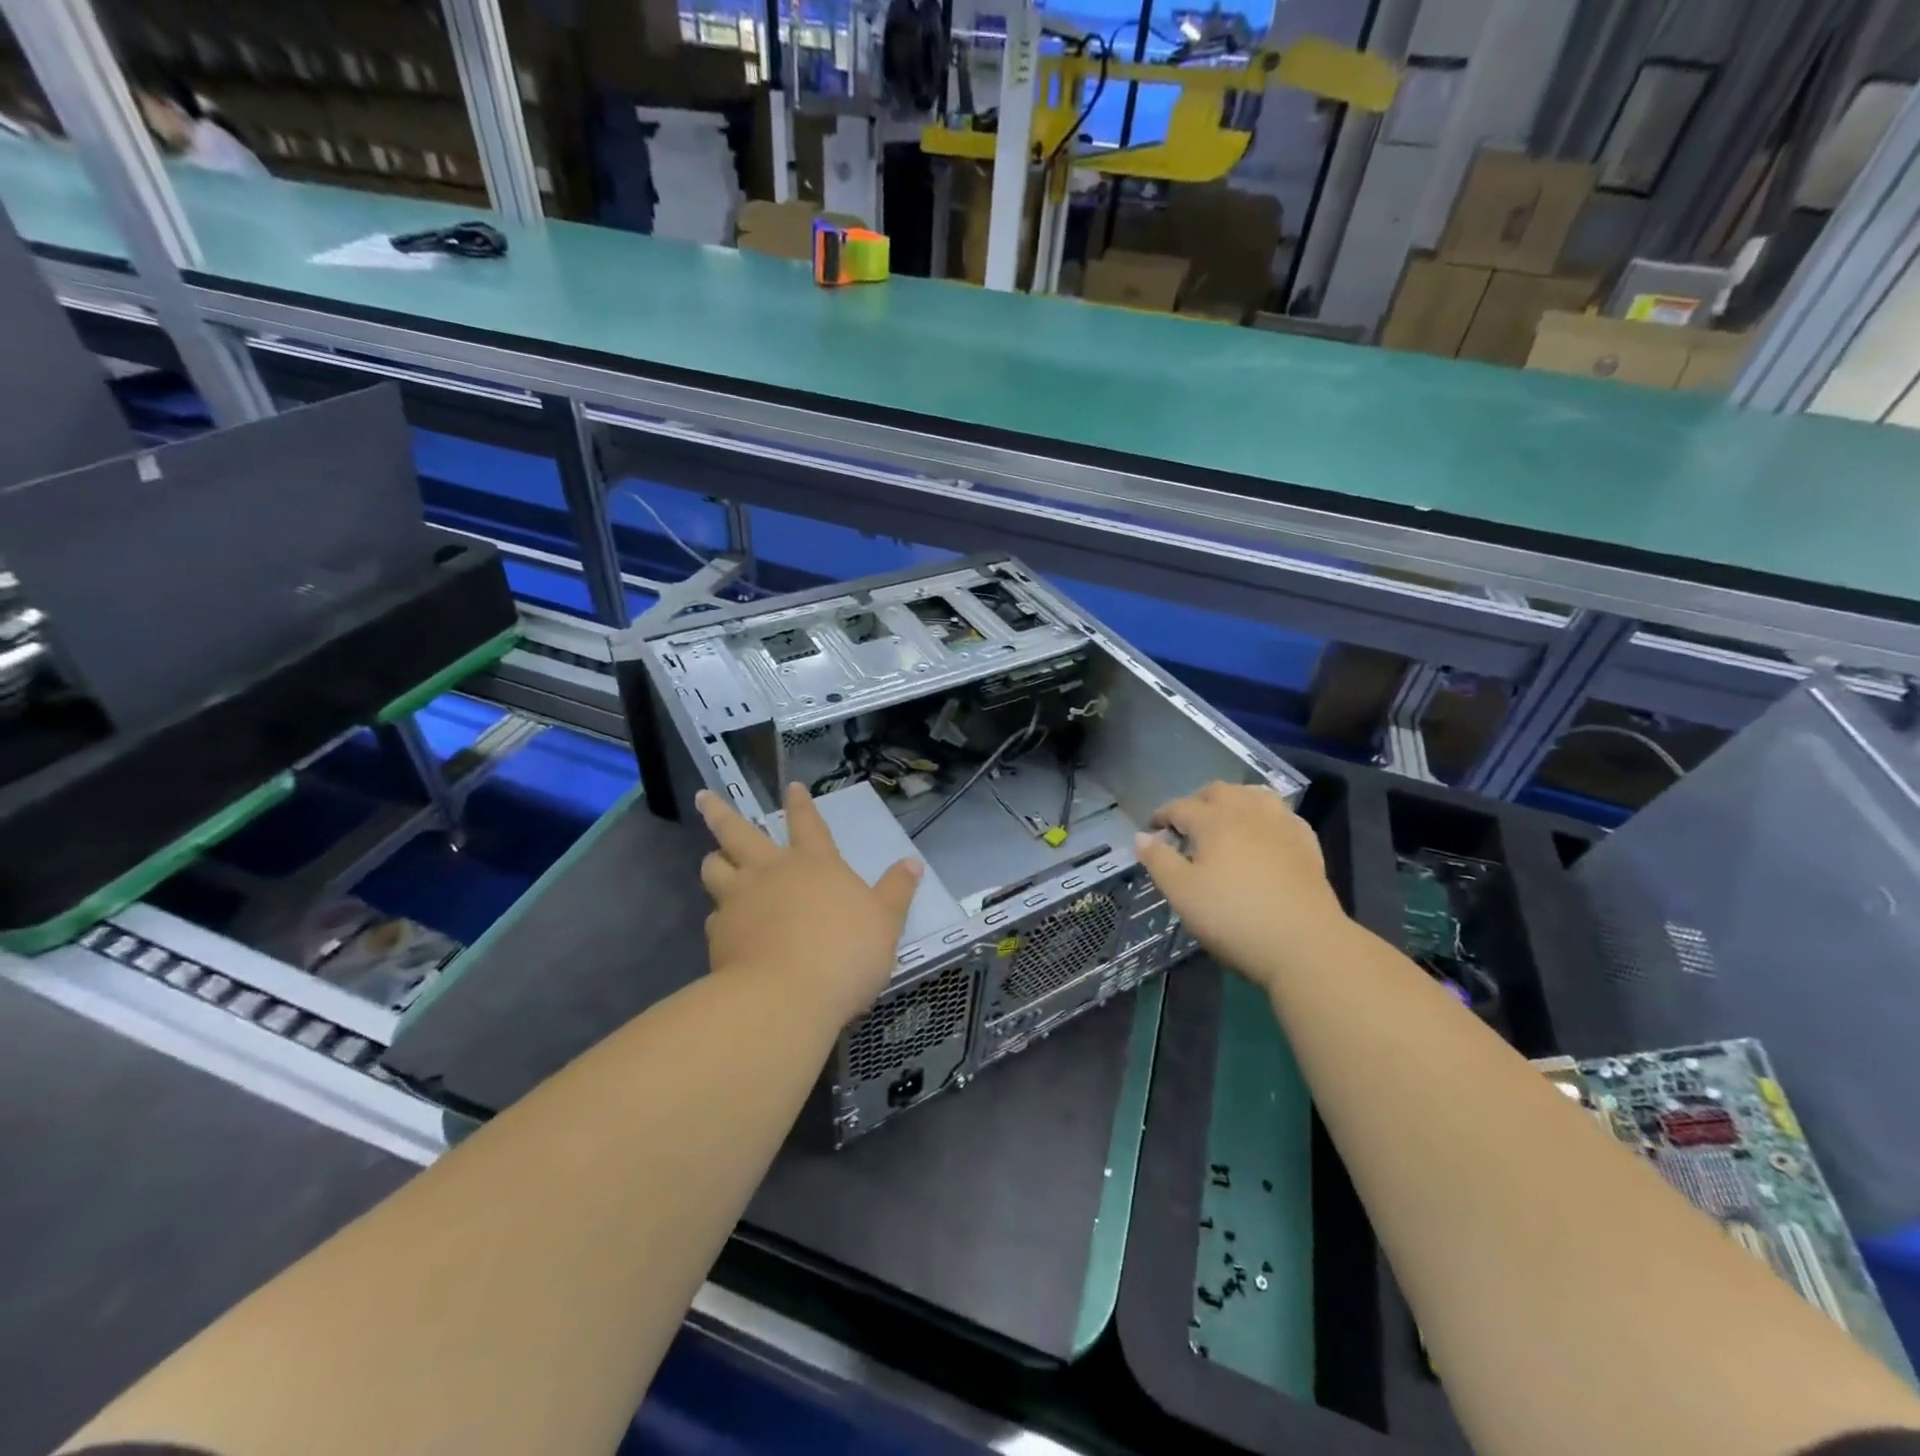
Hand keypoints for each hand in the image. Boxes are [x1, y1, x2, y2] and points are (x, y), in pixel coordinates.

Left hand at [697, 783, 922, 1023]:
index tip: (790, 785)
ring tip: (713, 859)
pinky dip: (719, 915)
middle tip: (704, 797)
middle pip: (737, 832)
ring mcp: (739, 900)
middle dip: (720, 812)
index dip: (799, 803)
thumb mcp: (886, 922)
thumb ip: (897, 891)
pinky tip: (724, 926)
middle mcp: (770, 871)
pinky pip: (714, 916)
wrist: (785, 999)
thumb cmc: (845, 953)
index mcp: (814, 863)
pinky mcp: (718, 935)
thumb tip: (912, 862)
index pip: (807, 823)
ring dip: (713, 860)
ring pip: (714, 868)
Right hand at [1133, 782, 1347, 993]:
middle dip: (1198, 801)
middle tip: (1187, 824)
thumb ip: (1159, 861)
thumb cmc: (1233, 917)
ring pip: (1255, 795)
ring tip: (1226, 820)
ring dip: (1235, 800)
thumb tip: (1141, 836)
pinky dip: (1266, 817)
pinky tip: (1264, 834)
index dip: (1162, 815)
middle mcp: (1248, 813)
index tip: (1152, 829)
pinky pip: (1283, 815)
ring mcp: (1282, 825)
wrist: (1304, 944)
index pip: (1181, 806)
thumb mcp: (1182, 893)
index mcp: (1214, 821)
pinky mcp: (1307, 845)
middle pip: (1219, 791)